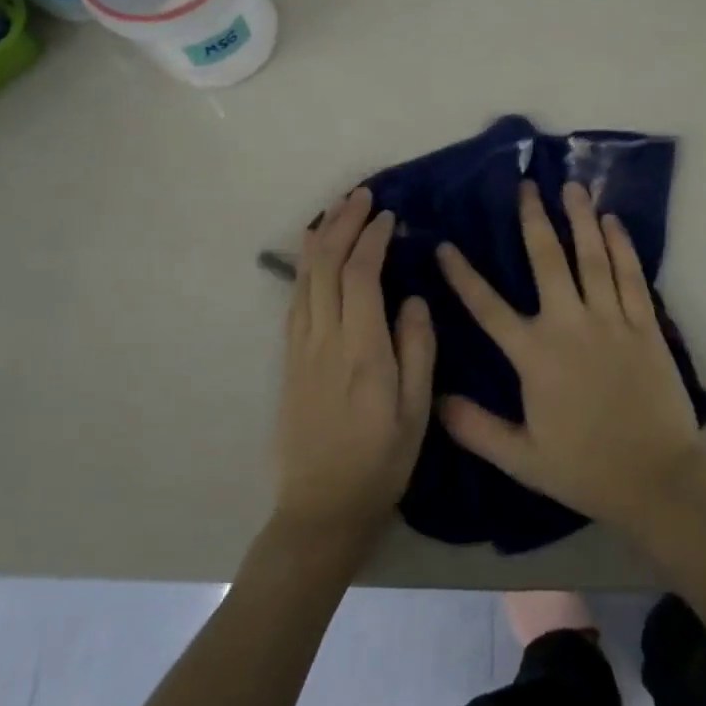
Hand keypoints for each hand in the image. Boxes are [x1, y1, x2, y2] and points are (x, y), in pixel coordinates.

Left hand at [274, 187, 434, 553]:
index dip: (372, 238)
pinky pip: (295, 300)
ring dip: (321, 239)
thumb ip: (417, 350)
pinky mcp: (288, 361)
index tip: (389, 216)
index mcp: (361, 351)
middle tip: (361, 195)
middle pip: (326, 266)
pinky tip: (314, 256)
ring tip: (337, 211)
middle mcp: (324, 340)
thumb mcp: (416, 412)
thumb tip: (414, 299)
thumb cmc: (379, 463)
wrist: (320, 510)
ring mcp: (300, 349)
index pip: (361, 275)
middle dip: (343, 223)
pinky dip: (305, 267)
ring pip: (305, 278)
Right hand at [436, 181, 705, 535]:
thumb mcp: (521, 458)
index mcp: (535, 356)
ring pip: (591, 257)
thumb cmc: (586, 469)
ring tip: (571, 186)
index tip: (446, 245)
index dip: (463, 276)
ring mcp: (611, 320)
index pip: (488, 307)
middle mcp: (570, 325)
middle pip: (547, 261)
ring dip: (579, 219)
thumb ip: (475, 427)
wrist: (658, 478)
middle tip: (526, 186)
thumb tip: (436, 396)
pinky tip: (612, 221)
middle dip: (533, 220)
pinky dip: (621, 245)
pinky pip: (630, 275)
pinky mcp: (645, 324)